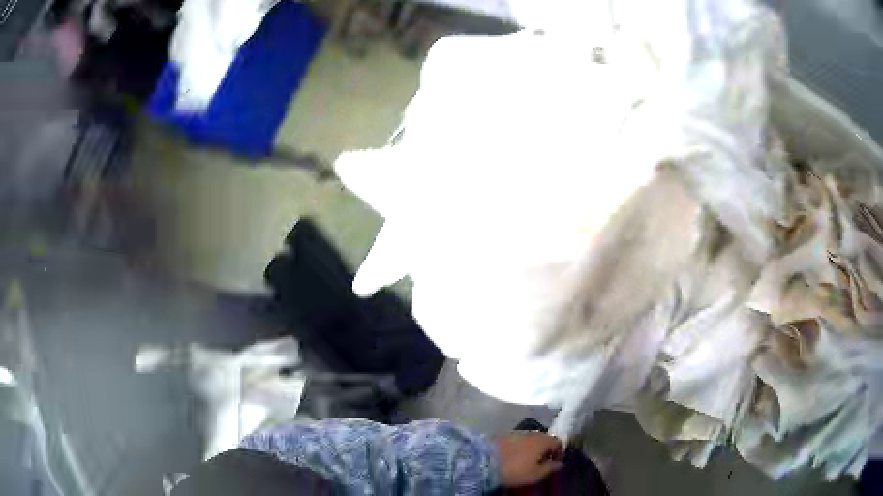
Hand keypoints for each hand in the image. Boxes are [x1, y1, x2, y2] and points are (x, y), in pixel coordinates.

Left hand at [495, 432, 563, 486]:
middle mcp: (531, 432)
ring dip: (531, 447)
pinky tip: (513, 456)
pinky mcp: (502, 434)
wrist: (484, 461)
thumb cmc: (515, 470)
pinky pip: (516, 440)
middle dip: (544, 449)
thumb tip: (560, 464)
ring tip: (526, 460)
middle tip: (541, 462)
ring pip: (529, 439)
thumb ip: (550, 468)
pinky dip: (519, 447)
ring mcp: (516, 432)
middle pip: (543, 439)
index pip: (557, 442)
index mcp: (543, 440)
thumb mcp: (535, 474)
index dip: (558, 452)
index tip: (555, 462)